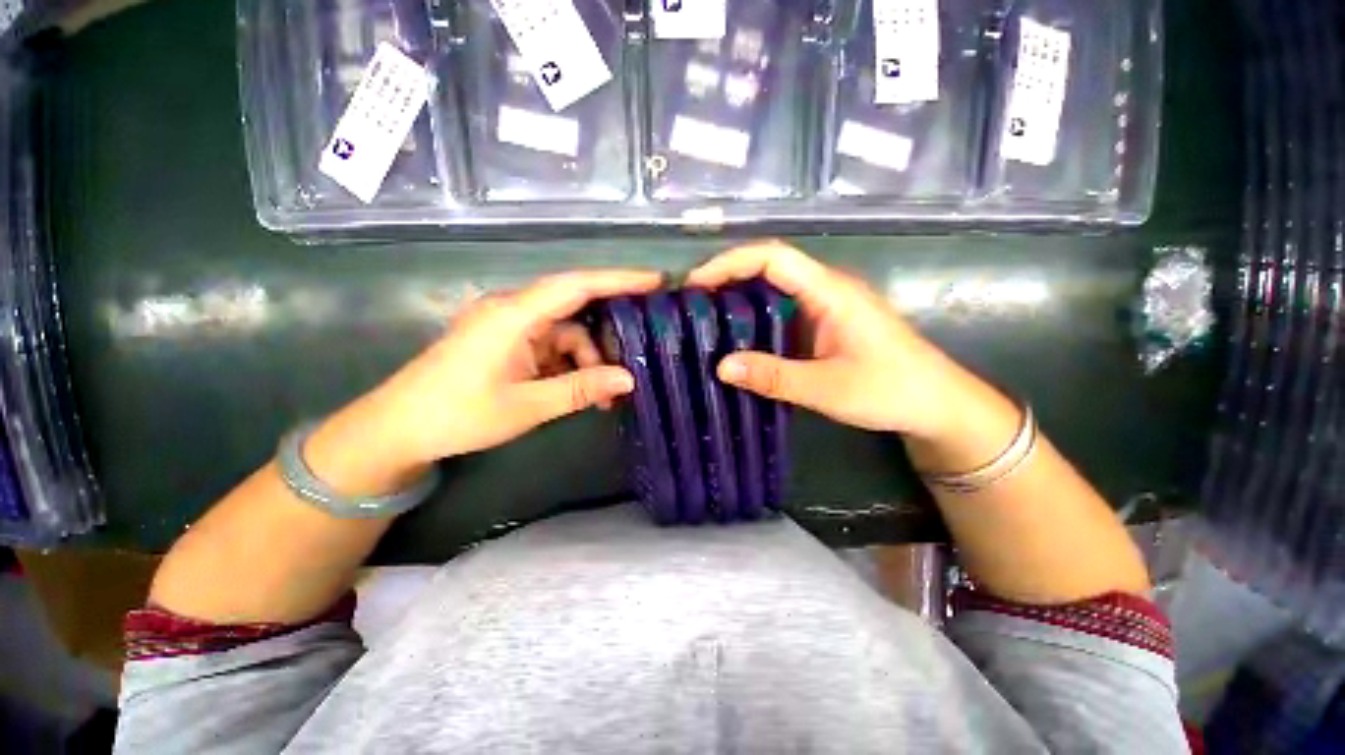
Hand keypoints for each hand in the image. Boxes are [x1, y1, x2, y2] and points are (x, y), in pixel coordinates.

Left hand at [364, 269, 662, 465]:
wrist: (399, 430)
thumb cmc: (458, 414)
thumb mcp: (527, 406)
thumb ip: (580, 390)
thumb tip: (629, 380)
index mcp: (513, 315)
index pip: (576, 285)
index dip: (619, 279)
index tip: (656, 280)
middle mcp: (514, 311)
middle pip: (576, 310)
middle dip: (607, 338)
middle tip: (637, 359)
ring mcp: (511, 327)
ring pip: (567, 334)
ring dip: (588, 362)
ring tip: (605, 397)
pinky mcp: (510, 343)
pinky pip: (553, 347)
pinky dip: (571, 367)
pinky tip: (582, 392)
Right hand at [686, 241, 993, 443]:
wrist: (937, 405)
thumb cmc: (891, 391)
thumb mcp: (828, 388)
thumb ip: (774, 376)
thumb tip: (720, 367)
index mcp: (830, 291)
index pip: (773, 258)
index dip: (730, 263)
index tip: (695, 283)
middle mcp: (825, 289)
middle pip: (769, 267)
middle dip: (727, 277)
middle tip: (691, 302)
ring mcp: (825, 307)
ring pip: (773, 290)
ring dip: (738, 298)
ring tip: (703, 317)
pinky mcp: (824, 325)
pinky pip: (781, 312)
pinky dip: (754, 319)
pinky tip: (736, 339)